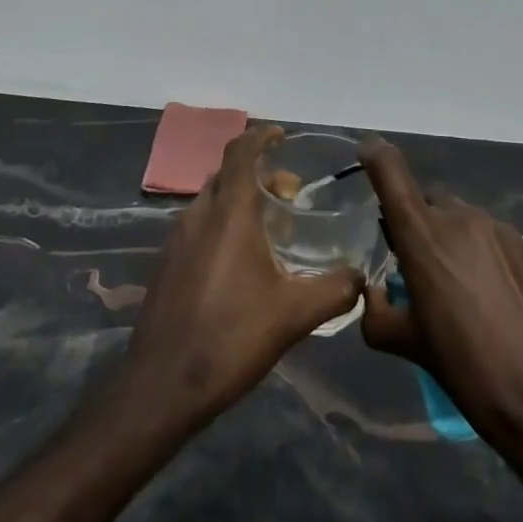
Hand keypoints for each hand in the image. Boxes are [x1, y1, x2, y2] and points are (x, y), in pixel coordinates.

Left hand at [122, 123, 363, 430]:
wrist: (161, 386)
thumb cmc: (230, 337)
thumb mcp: (293, 316)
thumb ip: (333, 291)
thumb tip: (361, 278)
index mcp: (229, 212)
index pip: (241, 151)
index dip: (261, 136)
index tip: (282, 136)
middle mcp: (199, 214)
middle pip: (227, 174)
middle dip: (258, 173)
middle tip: (288, 194)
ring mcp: (176, 238)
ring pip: (211, 200)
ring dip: (239, 200)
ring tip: (268, 228)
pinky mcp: (165, 263)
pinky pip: (197, 225)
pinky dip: (220, 223)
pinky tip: (238, 262)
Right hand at [359, 133, 522, 456]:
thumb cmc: (472, 373)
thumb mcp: (413, 349)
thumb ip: (380, 315)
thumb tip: (373, 296)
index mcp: (423, 235)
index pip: (390, 170)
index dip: (375, 155)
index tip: (367, 152)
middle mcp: (460, 218)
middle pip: (427, 202)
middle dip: (417, 224)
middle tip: (417, 268)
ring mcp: (499, 230)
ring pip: (461, 220)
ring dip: (451, 243)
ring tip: (459, 292)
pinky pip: (492, 240)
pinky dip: (482, 258)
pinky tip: (493, 302)